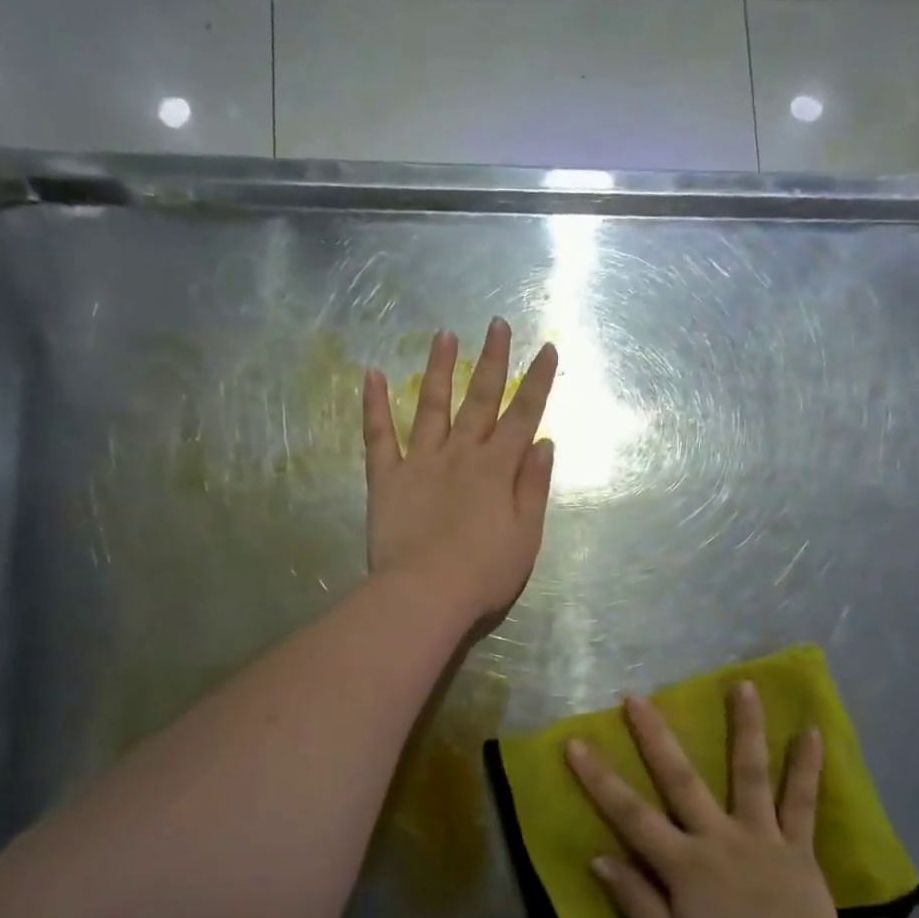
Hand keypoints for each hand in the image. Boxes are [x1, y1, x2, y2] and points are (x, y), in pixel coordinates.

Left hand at [363, 319, 557, 626]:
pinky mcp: (386, 477)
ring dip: (440, 369)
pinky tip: (371, 375)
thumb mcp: (527, 535)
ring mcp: (420, 461)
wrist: (426, 593)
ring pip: (432, 406)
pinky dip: (374, 405)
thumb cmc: (484, 572)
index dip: (537, 381)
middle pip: (480, 399)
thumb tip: (543, 443)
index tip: (546, 348)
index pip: (524, 415)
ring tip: (444, 334)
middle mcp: (461, 454)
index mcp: (498, 468)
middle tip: (497, 324)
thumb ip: (534, 486)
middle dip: (492, 360)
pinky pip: (379, 435)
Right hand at [565, 684, 859, 917]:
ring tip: (744, 685)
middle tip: (638, 698)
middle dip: (656, 737)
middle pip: (682, 780)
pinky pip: (803, 803)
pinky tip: (811, 731)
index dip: (599, 779)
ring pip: (750, 774)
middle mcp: (720, 837)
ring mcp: (762, 837)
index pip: (631, 814)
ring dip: (746, 728)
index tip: (576, 743)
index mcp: (685, 865)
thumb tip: (599, 857)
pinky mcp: (798, 847)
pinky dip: (807, 767)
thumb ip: (635, 901)